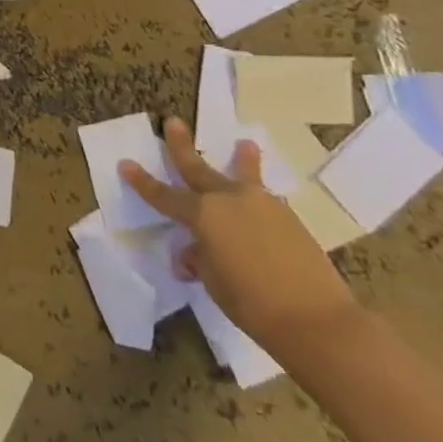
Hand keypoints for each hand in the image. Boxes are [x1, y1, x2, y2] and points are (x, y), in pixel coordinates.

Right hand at [120, 117, 356, 353]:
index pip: (164, 196)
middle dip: (182, 146)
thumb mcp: (213, 282)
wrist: (317, 319)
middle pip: (199, 169)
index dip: (142, 182)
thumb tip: (194, 253)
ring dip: (241, 159)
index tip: (125, 164)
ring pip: (243, 175)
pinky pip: (264, 198)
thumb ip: (199, 259)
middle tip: (173, 122)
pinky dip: (258, 194)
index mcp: (203, 214)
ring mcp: (262, 204)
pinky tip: (260, 201)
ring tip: (245, 143)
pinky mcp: (288, 218)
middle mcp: (229, 200)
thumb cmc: (251, 303)